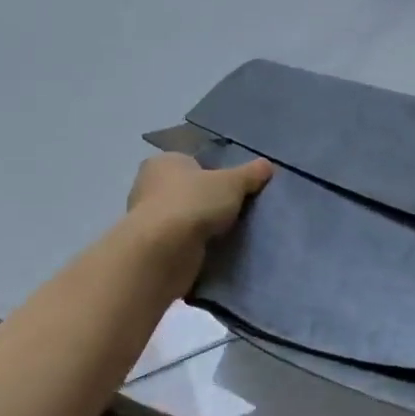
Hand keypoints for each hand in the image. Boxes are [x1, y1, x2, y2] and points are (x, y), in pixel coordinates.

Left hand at [125, 153, 272, 297]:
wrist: (163, 251)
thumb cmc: (194, 203)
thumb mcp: (232, 183)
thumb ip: (250, 174)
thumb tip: (267, 165)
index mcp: (164, 162)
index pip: (192, 164)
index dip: (214, 175)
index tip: (233, 190)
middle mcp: (149, 186)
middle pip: (188, 191)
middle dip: (207, 202)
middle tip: (234, 212)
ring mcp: (147, 219)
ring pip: (184, 218)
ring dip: (200, 227)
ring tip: (227, 235)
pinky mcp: (151, 247)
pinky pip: (179, 243)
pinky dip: (193, 247)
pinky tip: (212, 253)